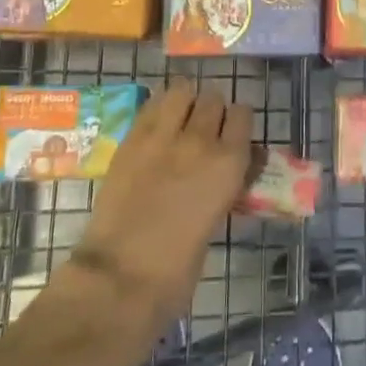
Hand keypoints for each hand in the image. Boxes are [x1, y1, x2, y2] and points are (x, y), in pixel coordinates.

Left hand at [68, 82, 251, 338]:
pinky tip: (156, 122)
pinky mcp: (131, 139)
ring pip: (182, 90)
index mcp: (230, 163)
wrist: (122, 275)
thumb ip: (225, 182)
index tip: (231, 134)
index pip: (243, 114)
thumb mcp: (216, 217)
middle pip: (214, 98)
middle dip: (211, 110)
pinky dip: (158, 107)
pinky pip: (151, 105)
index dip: (237, 122)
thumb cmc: (179, 266)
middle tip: (203, 129)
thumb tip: (230, 166)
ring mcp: (163, 135)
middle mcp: (201, 140)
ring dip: (185, 100)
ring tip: (179, 117)